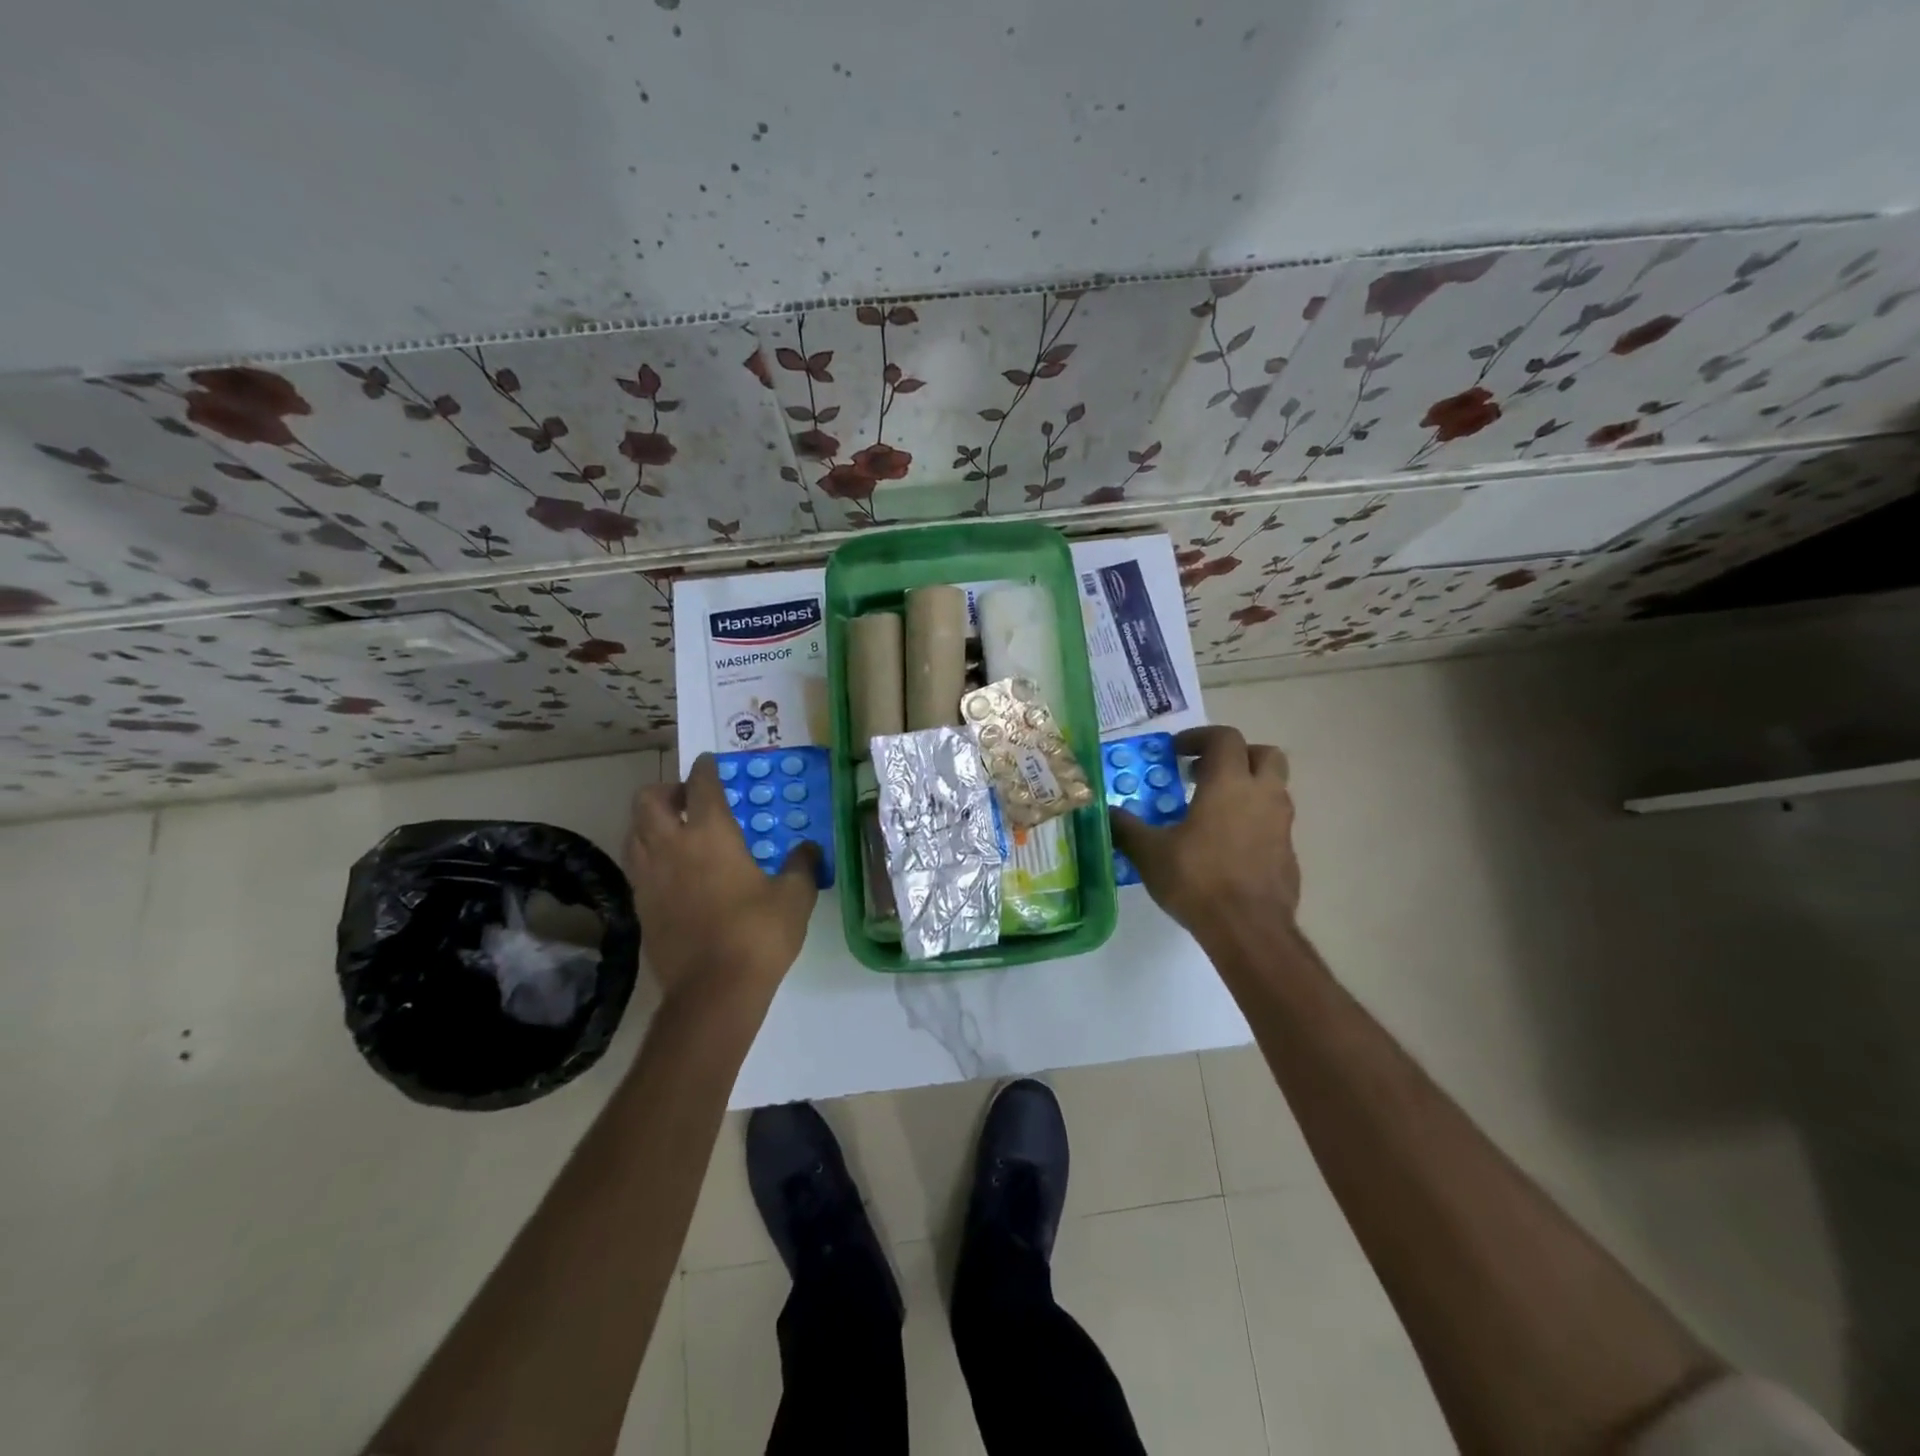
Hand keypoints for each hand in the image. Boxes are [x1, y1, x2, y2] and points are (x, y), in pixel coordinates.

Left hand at [625, 754, 819, 1006]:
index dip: (706, 768)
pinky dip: (648, 855)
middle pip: (649, 800)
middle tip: (688, 799)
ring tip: (675, 831)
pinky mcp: (640, 906)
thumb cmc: (758, 934)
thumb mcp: (795, 896)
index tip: (711, 763)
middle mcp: (672, 846)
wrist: (714, 991)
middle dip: (666, 790)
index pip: (701, 785)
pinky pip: (636, 865)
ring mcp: (649, 877)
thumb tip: (808, 849)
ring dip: (651, 822)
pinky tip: (671, 871)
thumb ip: (802, 865)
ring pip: (634, 831)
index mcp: (711, 834)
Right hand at [1109, 725, 1300, 955]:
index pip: (1224, 738)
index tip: (1175, 752)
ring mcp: (1281, 825)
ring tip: (1212, 810)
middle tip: (1205, 772)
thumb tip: (1105, 812)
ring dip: (1246, 788)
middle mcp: (1262, 795)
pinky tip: (1226, 846)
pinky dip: (1253, 821)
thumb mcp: (1149, 853)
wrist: (1250, 930)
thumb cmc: (1198, 880)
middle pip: (1263, 754)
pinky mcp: (1288, 853)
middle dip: (1236, 755)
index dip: (1199, 737)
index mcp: (1229, 783)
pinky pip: (1273, 822)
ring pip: (1273, 788)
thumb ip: (1126, 827)